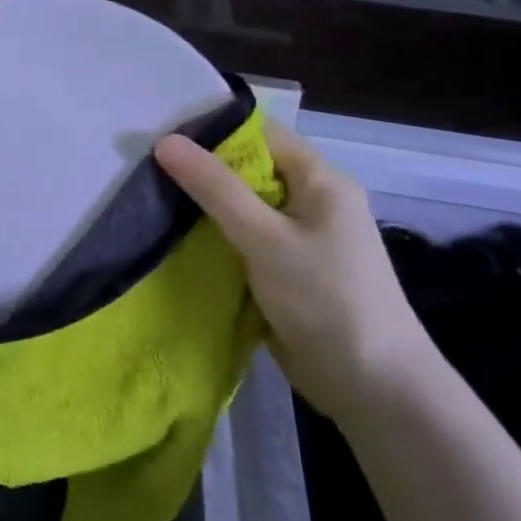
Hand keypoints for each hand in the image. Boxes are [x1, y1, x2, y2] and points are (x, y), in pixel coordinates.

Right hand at [155, 120, 435, 424]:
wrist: (374, 389)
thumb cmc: (325, 299)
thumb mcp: (264, 238)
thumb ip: (215, 188)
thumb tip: (164, 141)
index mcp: (320, 180)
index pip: (261, 135)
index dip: (212, 131)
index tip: (161, 136)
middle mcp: (313, 202)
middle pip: (249, 171)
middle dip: (202, 172)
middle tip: (146, 169)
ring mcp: (301, 240)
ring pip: (243, 209)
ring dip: (205, 209)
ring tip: (151, 200)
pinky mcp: (288, 272)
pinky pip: (245, 242)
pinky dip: (216, 240)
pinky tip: (176, 241)